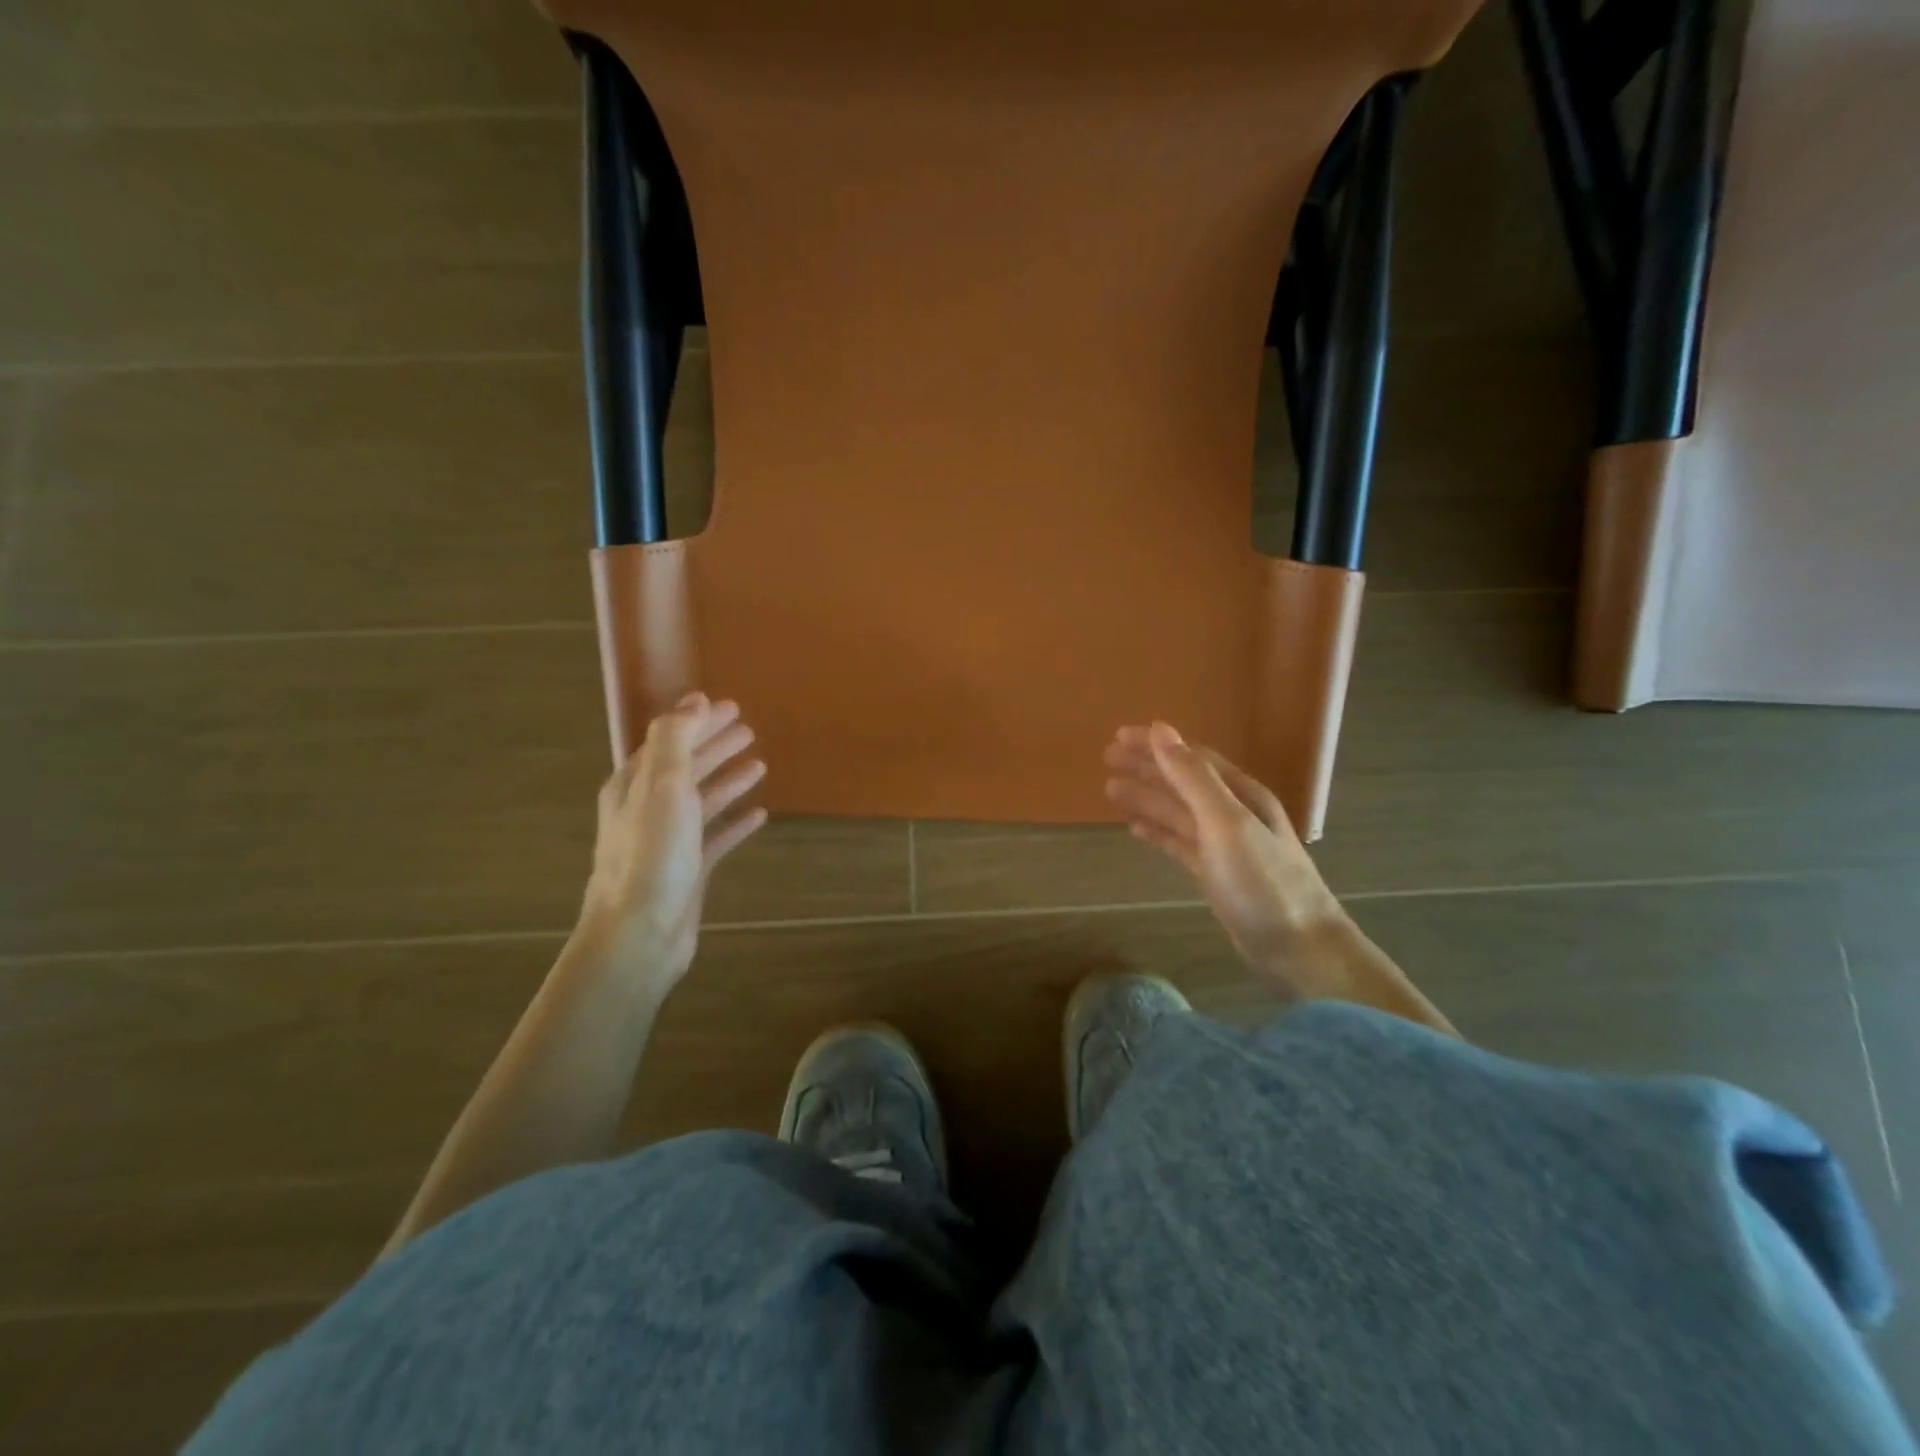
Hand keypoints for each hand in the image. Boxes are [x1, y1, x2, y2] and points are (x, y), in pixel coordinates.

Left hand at [580, 694, 767, 991]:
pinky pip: (716, 837)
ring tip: (759, 764)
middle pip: (686, 767)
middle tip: (748, 729)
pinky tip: (759, 816)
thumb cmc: (652, 856)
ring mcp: (668, 841)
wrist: (640, 934)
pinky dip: (735, 823)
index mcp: (635, 785)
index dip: (699, 722)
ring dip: (728, 780)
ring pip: (702, 801)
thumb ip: (675, 740)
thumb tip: (694, 701)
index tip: (731, 707)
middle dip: (715, 745)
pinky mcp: (688, 870)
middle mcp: (647, 808)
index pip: (669, 741)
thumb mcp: (662, 786)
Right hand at [1104, 722, 1344, 989]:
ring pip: (1177, 812)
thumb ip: (1193, 777)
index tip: (1119, 736)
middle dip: (1146, 767)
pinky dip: (1157, 831)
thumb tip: (1162, 730)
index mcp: (1240, 794)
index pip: (1191, 757)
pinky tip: (1135, 828)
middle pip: (1182, 781)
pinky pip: (1179, 842)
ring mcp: (1224, 845)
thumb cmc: (1263, 883)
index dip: (1155, 745)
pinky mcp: (1216, 874)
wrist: (1299, 949)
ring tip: (1110, 789)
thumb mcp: (1226, 822)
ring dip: (1146, 797)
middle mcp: (1232, 813)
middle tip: (1107, 758)